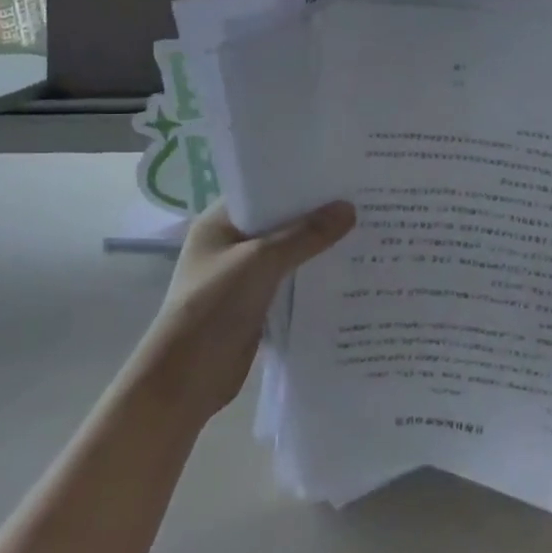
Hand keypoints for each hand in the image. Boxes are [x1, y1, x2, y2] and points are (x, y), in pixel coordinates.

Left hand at [138, 200, 355, 423]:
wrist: (186, 378)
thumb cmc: (214, 305)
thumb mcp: (261, 261)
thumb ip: (305, 235)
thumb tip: (349, 208)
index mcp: (220, 222)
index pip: (264, 189)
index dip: (299, 181)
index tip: (339, 174)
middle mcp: (230, 244)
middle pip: (280, 221)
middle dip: (315, 215)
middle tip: (362, 200)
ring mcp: (242, 276)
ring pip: (288, 253)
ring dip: (317, 248)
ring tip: (364, 231)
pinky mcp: (256, 304)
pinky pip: (290, 282)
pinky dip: (313, 278)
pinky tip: (348, 272)